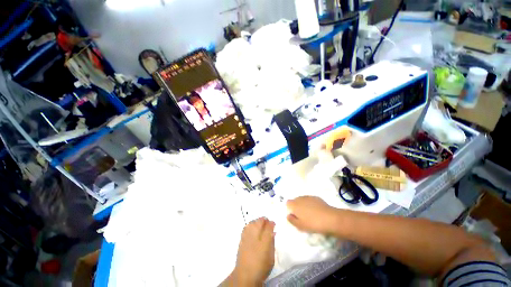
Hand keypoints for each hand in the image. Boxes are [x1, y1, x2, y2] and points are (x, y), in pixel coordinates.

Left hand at [233, 217, 274, 285]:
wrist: (245, 275)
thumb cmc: (261, 266)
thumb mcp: (271, 256)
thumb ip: (272, 242)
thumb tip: (272, 232)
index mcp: (265, 240)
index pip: (269, 226)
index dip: (272, 223)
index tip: (273, 224)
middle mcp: (256, 235)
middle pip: (260, 221)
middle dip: (265, 221)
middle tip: (268, 224)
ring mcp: (247, 235)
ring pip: (253, 222)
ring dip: (257, 222)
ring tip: (260, 225)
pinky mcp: (241, 238)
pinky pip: (247, 226)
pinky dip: (251, 225)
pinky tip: (253, 228)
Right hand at [286, 196, 338, 233]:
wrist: (329, 218)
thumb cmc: (312, 223)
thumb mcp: (300, 226)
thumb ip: (292, 220)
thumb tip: (288, 215)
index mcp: (294, 204)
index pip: (287, 203)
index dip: (290, 209)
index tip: (295, 216)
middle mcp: (299, 198)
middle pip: (295, 200)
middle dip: (297, 206)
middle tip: (302, 216)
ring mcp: (308, 196)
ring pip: (302, 200)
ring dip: (303, 205)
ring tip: (310, 214)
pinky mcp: (316, 197)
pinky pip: (309, 200)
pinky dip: (310, 204)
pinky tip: (316, 211)